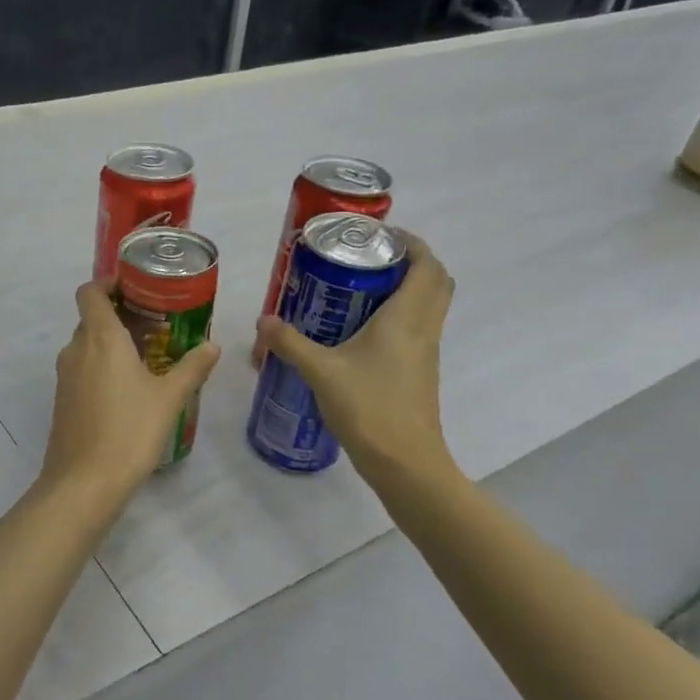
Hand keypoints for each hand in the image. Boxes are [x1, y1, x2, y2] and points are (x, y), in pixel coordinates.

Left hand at [41, 281, 221, 508]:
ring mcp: (65, 377)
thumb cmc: (130, 431)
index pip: (89, 292)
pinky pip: (82, 370)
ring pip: (86, 345)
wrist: (84, 483)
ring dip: (111, 344)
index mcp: (100, 338)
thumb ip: (192, 368)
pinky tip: (128, 389)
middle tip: (154, 324)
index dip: (107, 283)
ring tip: (147, 356)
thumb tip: (213, 346)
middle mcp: (76, 349)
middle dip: (118, 315)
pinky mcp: (62, 401)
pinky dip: (101, 367)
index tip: (134, 287)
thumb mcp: (169, 398)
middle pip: (91, 318)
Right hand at [255, 234, 456, 485]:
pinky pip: (416, 330)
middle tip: (368, 260)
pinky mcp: (419, 373)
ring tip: (360, 289)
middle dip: (409, 262)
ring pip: (428, 307)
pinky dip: (398, 318)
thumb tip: (264, 321)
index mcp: (406, 318)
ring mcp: (425, 353)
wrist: (404, 463)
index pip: (427, 266)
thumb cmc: (369, 408)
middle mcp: (423, 329)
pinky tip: (360, 332)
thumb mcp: (321, 372)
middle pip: (434, 282)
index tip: (380, 235)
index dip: (411, 243)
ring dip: (404, 290)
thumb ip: (290, 343)